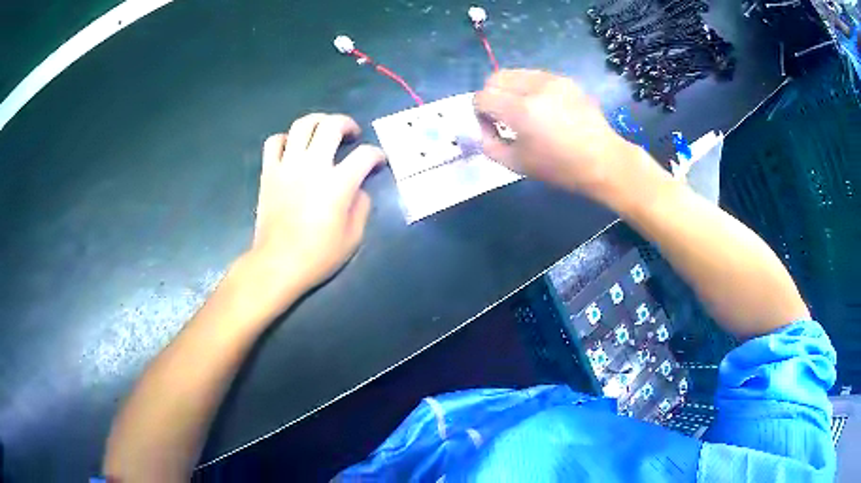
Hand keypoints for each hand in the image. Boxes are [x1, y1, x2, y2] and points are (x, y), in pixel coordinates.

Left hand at [246, 113, 385, 308]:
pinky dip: (285, 139)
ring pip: (302, 125)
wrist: (278, 263)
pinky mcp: (269, 172)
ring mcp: (288, 166)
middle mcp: (313, 165)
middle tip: (351, 135)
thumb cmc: (318, 255)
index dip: (377, 155)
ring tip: (323, 131)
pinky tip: (292, 148)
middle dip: (347, 124)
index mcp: (338, 183)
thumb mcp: (353, 237)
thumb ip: (362, 206)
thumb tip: (359, 189)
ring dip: (317, 122)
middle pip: (332, 125)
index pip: (365, 155)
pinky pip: (274, 142)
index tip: (379, 162)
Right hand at [474, 70, 635, 199]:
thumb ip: (489, 144)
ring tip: (523, 111)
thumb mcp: (516, 165)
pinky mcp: (564, 79)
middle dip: (491, 96)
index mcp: (521, 110)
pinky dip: (528, 88)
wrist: (603, 160)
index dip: (480, 114)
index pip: (482, 97)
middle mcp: (534, 87)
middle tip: (503, 117)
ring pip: (513, 73)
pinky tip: (542, 107)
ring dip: (509, 90)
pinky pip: (534, 76)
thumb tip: (482, 128)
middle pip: (494, 78)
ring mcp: (552, 79)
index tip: (493, 129)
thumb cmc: (560, 168)